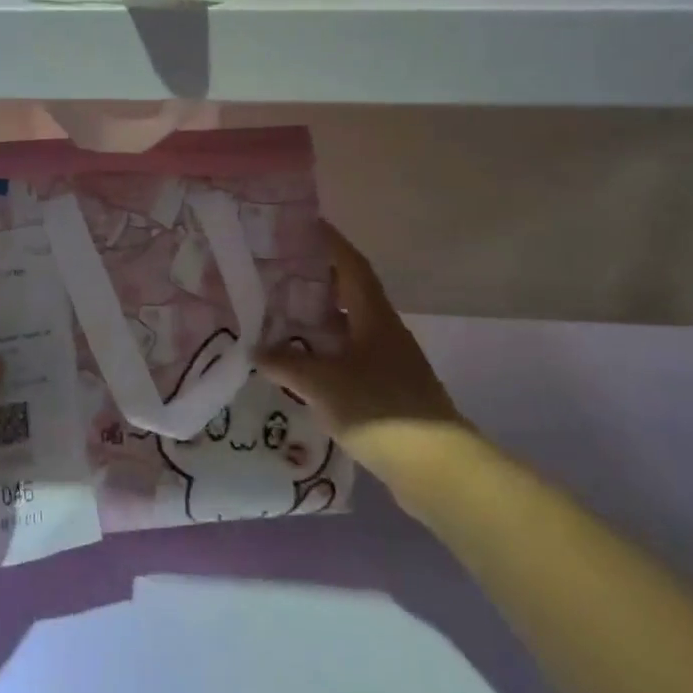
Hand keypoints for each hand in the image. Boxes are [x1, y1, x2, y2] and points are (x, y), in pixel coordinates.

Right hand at [258, 223, 462, 491]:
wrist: (435, 467)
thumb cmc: (379, 409)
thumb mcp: (323, 383)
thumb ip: (287, 364)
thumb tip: (256, 350)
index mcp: (374, 317)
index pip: (352, 266)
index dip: (331, 243)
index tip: (308, 225)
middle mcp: (385, 331)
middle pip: (351, 293)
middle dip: (319, 279)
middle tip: (281, 271)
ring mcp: (390, 361)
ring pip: (350, 327)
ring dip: (322, 319)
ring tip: (284, 315)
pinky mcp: (389, 390)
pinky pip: (352, 357)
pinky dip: (327, 352)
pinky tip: (305, 365)